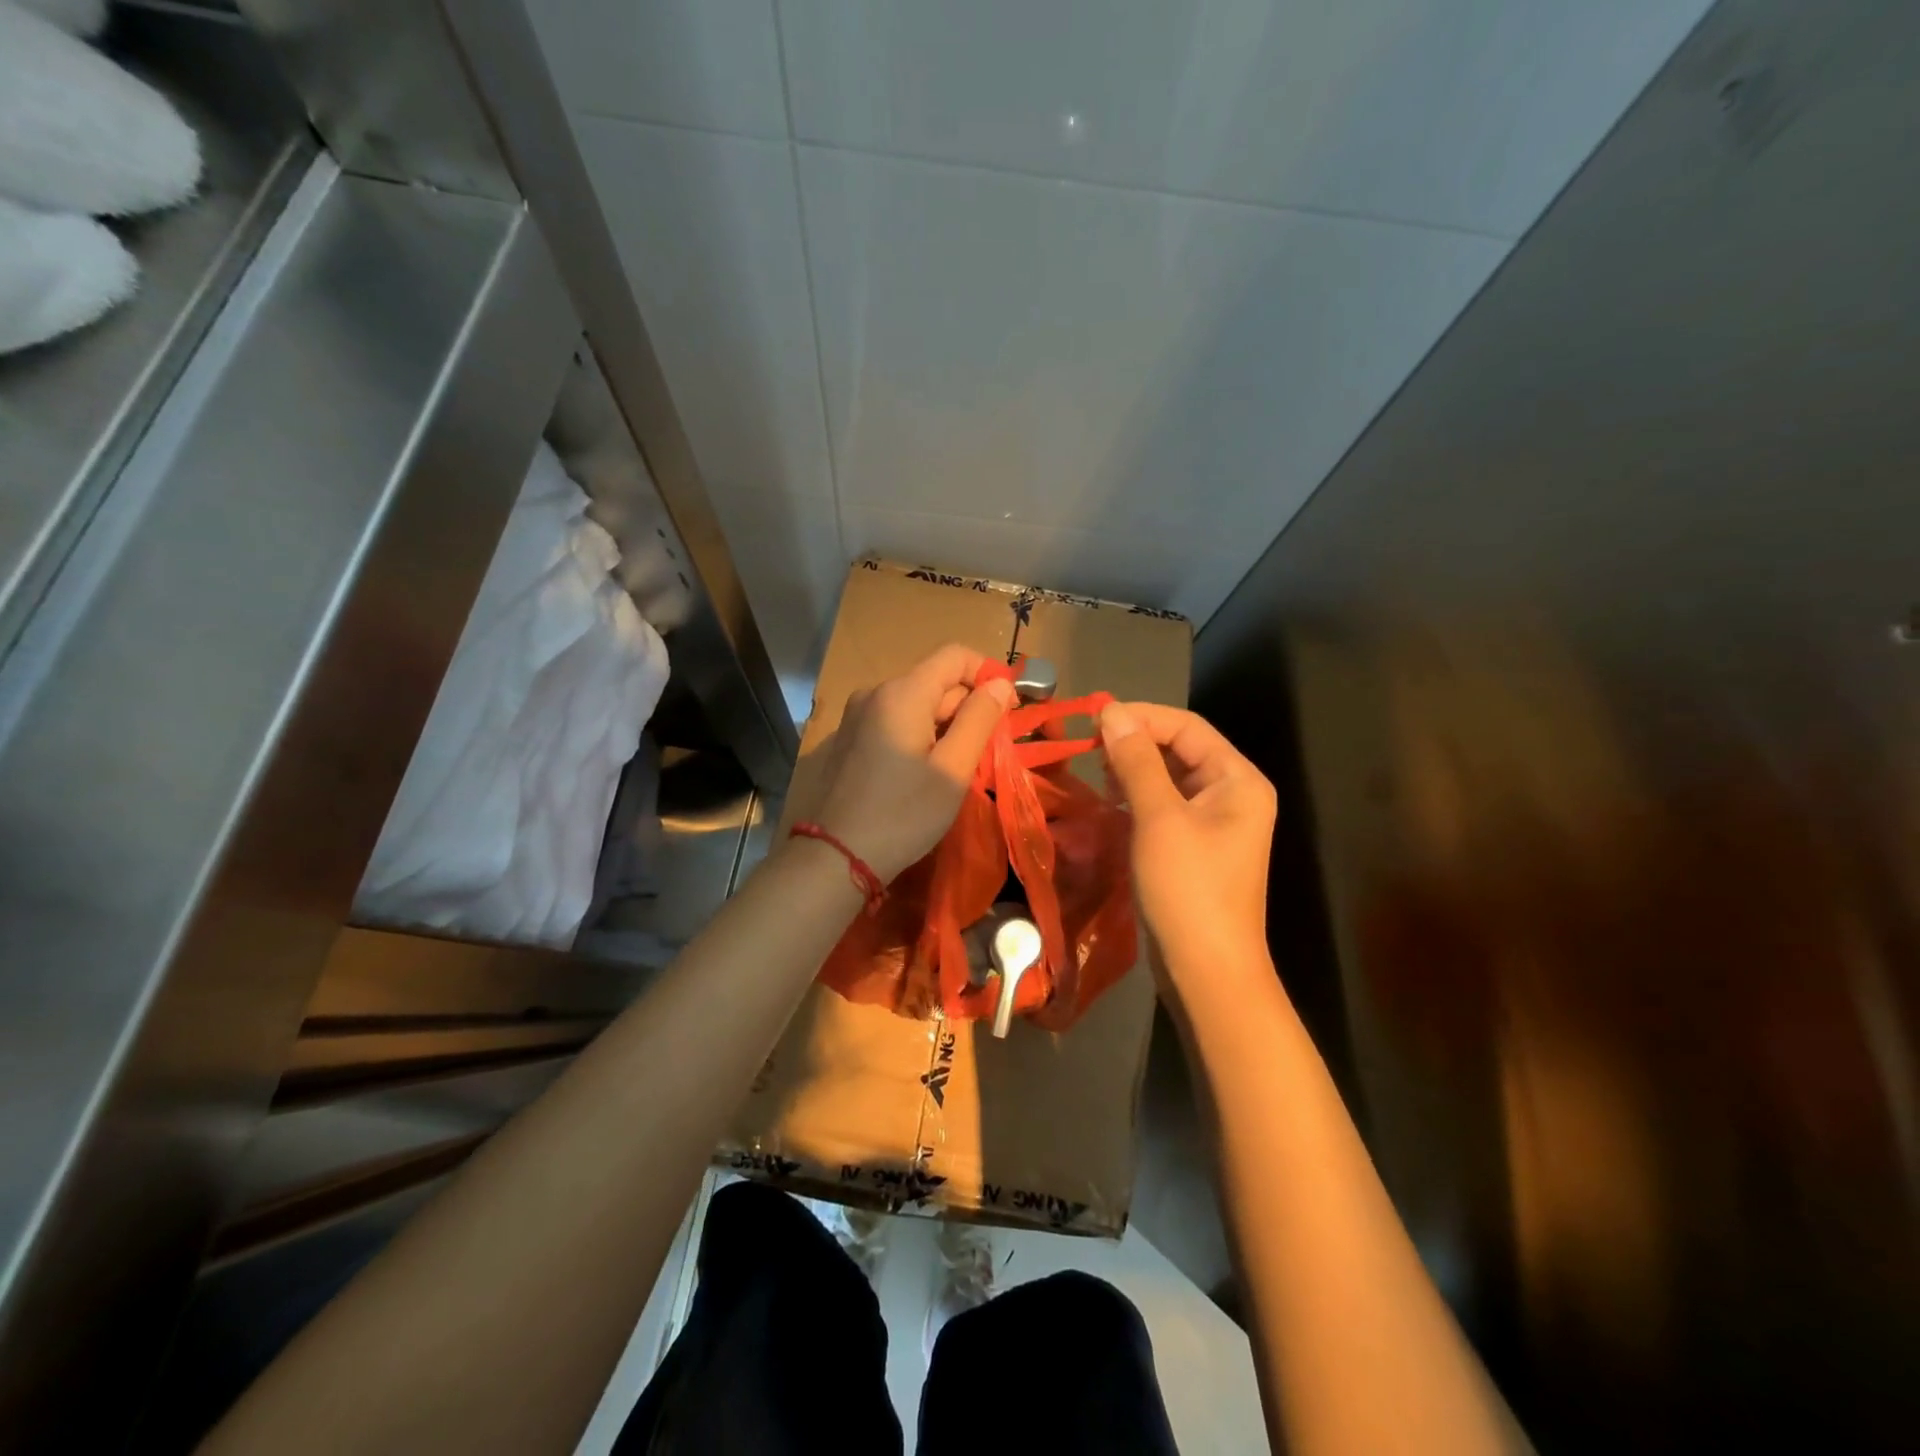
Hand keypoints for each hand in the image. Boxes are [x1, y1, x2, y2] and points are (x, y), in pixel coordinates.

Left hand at [810, 644, 1017, 880]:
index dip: (987, 675)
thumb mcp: (953, 769)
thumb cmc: (903, 814)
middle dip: (967, 707)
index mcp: (902, 693)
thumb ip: (979, 719)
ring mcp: (856, 716)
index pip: (955, 655)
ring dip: (944, 725)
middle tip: (986, 751)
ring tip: (956, 767)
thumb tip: (1000, 684)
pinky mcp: (848, 739)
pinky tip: (921, 774)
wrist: (835, 856)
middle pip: (935, 681)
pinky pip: (894, 722)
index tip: (1007, 712)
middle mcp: (875, 693)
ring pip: (916, 704)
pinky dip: (918, 735)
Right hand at [1100, 701, 1276, 985]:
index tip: (1093, 720)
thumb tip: (1112, 711)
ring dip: (1134, 770)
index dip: (1140, 717)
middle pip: (1181, 749)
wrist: (1207, 971)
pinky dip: (1138, 798)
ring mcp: (1216, 824)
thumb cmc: (1188, 888)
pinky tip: (1112, 804)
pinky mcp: (1197, 848)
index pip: (1187, 726)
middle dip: (1136, 743)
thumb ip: (1136, 760)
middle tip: (1090, 750)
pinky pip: (1166, 807)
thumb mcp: (1159, 817)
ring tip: (1099, 776)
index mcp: (1238, 779)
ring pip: (1171, 778)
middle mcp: (1233, 794)